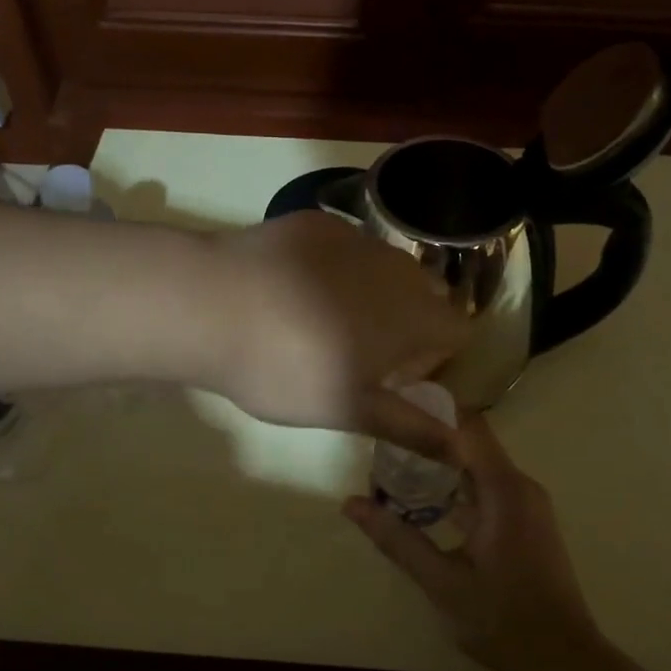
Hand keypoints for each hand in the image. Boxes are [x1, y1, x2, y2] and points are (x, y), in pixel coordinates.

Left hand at [204, 212, 469, 455]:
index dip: (434, 358)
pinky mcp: (316, 223)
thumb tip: (460, 447)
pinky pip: (345, 250)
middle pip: (424, 297)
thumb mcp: (350, 410)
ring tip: (319, 324)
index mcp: (415, 314)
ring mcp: (356, 238)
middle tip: (355, 356)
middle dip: (405, 326)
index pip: (459, 331)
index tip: (393, 377)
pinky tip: (290, 292)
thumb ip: (410, 426)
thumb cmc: (288, 369)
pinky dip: (334, 271)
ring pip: (384, 271)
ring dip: (371, 297)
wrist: (210, 306)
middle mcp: (398, 267)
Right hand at [343, 413, 600, 670]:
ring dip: (441, 463)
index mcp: (504, 489)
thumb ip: (396, 538)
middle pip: (472, 442)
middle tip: (382, 436)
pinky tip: (425, 501)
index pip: (466, 427)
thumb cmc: (501, 618)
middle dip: (428, 436)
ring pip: (479, 466)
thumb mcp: (441, 580)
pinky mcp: (526, 523)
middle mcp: (520, 486)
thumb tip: (351, 503)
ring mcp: (527, 505)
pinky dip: (457, 487)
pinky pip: (488, 488)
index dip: (429, 411)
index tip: (390, 404)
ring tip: (394, 463)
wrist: (562, 660)